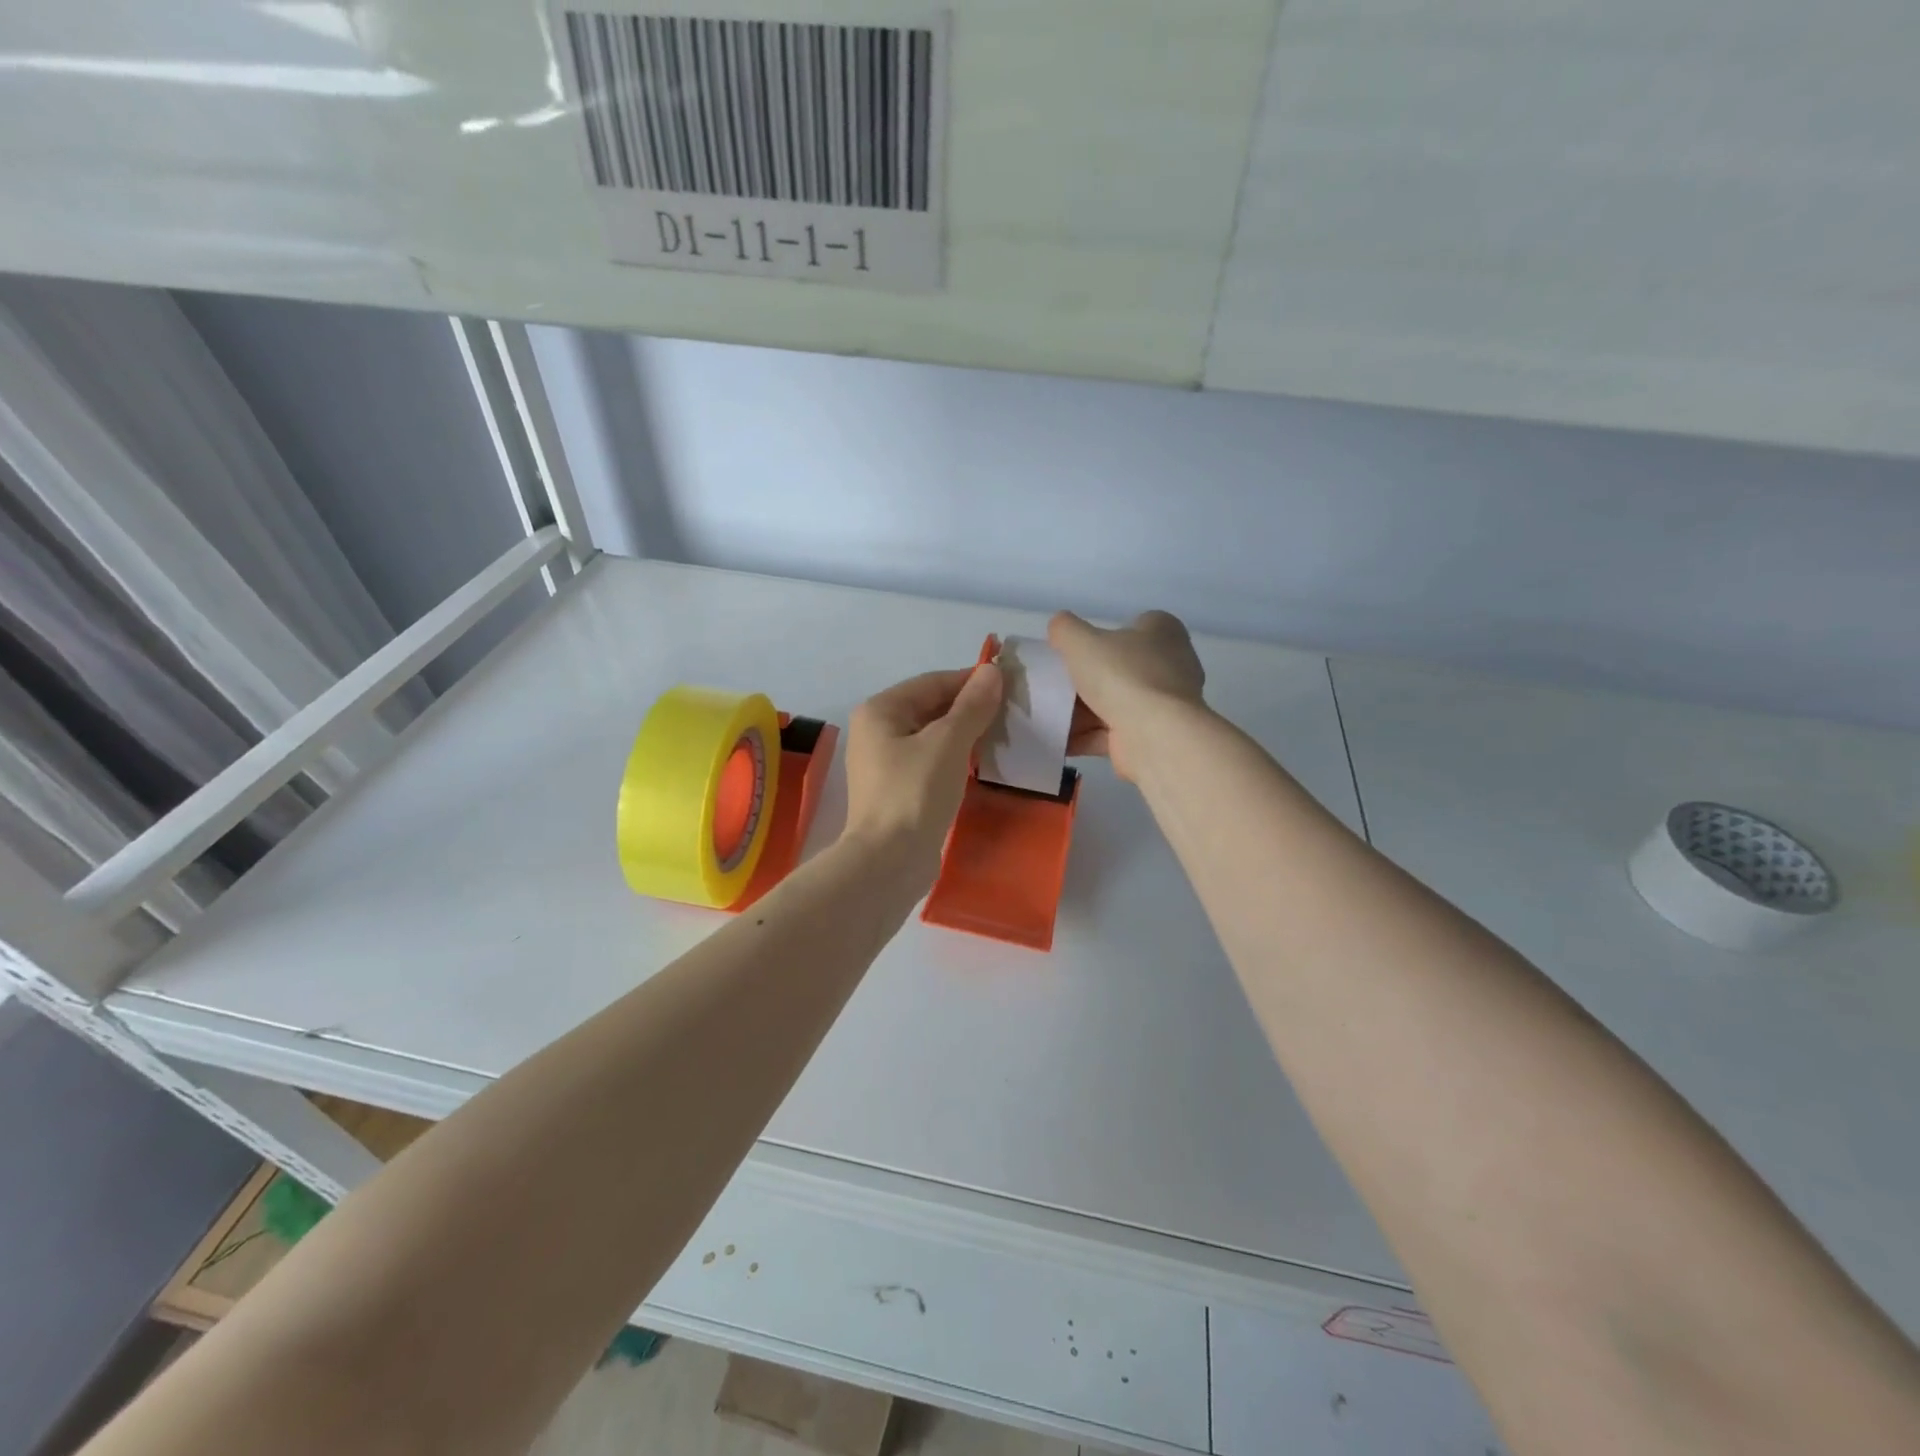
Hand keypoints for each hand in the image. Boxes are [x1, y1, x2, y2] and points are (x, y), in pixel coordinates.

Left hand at [842, 663, 1003, 876]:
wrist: (889, 861)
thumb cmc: (915, 792)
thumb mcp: (949, 743)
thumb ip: (972, 706)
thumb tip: (992, 671)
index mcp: (880, 711)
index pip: (932, 682)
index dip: (971, 681)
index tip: (1009, 685)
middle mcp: (876, 731)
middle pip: (930, 708)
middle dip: (970, 709)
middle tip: (1011, 714)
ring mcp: (884, 763)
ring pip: (932, 736)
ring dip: (965, 735)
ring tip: (1003, 737)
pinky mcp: (896, 789)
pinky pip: (930, 761)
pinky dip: (954, 758)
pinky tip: (981, 764)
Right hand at [1047, 610, 1205, 781]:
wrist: (1153, 736)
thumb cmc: (1122, 676)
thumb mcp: (1081, 641)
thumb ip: (1065, 629)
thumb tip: (1058, 627)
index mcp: (1163, 632)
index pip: (1136, 625)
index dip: (1106, 635)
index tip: (1078, 650)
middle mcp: (1171, 665)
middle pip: (1121, 668)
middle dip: (1088, 680)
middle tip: (1058, 684)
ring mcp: (1164, 704)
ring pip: (1116, 703)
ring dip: (1083, 713)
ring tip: (1051, 716)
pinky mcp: (1154, 735)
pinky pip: (1114, 733)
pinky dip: (1088, 736)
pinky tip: (1061, 741)